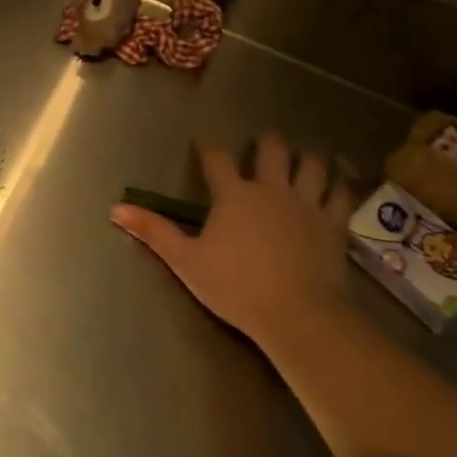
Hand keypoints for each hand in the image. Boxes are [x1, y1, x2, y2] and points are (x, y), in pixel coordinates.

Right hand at [111, 132, 355, 344]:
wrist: (297, 314)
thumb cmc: (236, 286)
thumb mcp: (186, 261)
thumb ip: (154, 232)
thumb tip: (116, 208)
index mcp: (234, 195)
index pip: (216, 159)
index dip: (208, 148)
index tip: (204, 144)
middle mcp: (271, 189)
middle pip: (273, 149)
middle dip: (267, 142)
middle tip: (264, 143)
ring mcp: (307, 204)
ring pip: (312, 165)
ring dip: (306, 158)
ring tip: (304, 158)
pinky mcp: (333, 224)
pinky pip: (341, 194)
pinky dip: (339, 185)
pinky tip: (338, 184)